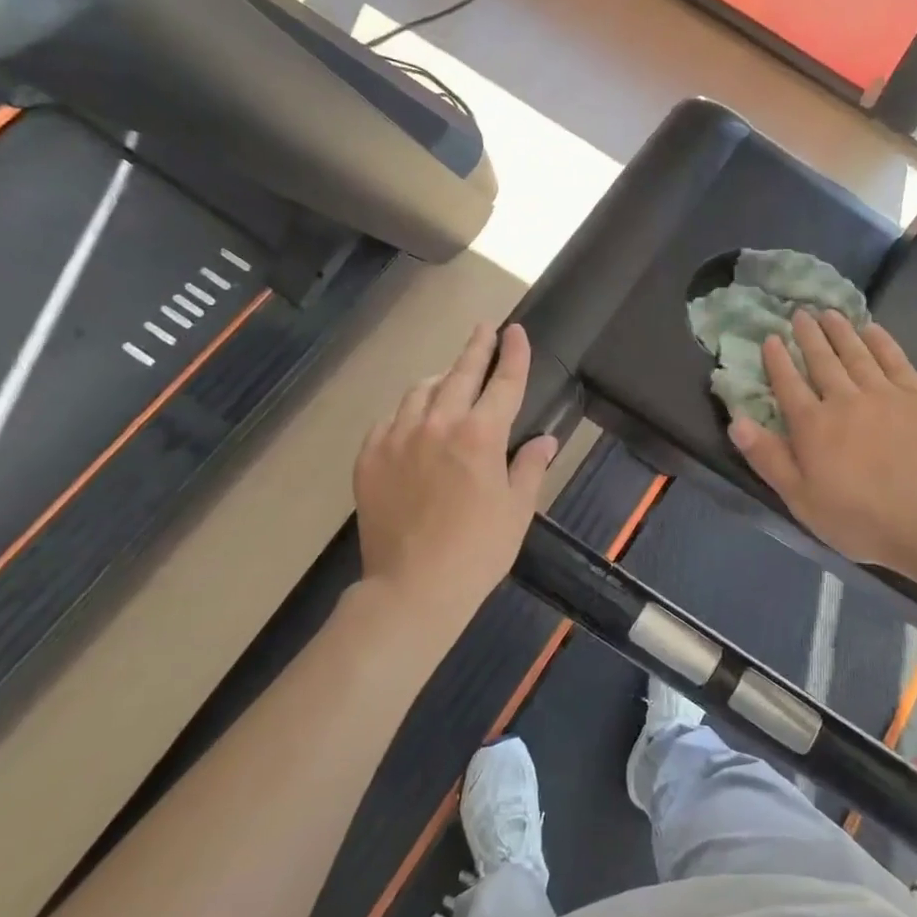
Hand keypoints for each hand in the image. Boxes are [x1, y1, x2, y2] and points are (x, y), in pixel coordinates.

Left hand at [354, 323, 558, 617]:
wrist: (413, 587)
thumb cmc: (478, 550)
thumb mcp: (517, 510)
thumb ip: (530, 467)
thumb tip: (546, 440)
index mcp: (481, 435)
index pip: (503, 382)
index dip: (513, 354)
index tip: (516, 330)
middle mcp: (438, 424)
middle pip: (459, 374)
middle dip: (475, 348)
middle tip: (484, 329)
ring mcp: (398, 437)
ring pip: (420, 390)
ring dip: (440, 378)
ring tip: (450, 377)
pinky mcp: (369, 456)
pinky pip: (390, 418)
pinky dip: (408, 410)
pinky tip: (415, 419)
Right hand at [728, 311, 916, 584]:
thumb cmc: (861, 519)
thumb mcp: (801, 499)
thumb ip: (768, 458)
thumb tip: (737, 421)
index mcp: (813, 426)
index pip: (788, 384)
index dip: (777, 360)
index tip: (770, 338)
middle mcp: (845, 399)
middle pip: (822, 360)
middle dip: (808, 336)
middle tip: (800, 313)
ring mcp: (885, 394)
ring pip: (857, 353)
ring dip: (840, 331)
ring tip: (829, 313)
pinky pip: (895, 359)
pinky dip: (881, 341)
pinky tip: (873, 329)